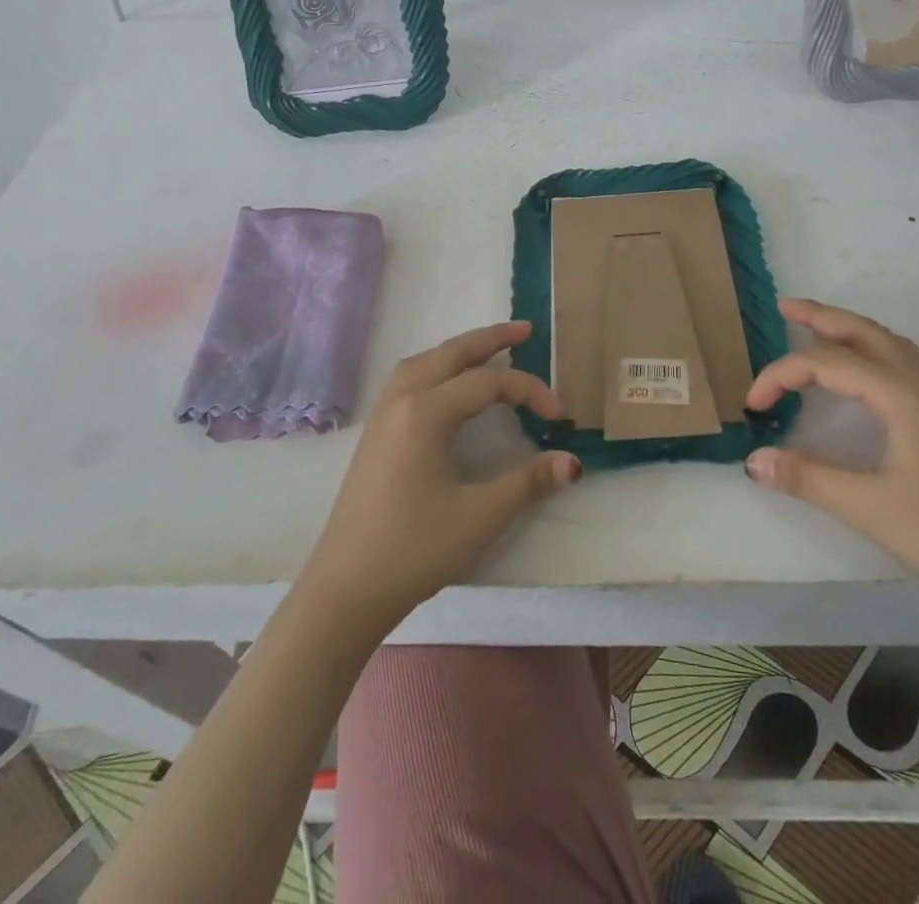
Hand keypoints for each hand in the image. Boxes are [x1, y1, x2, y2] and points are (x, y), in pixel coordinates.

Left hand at [299, 321, 579, 633]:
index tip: (560, 416)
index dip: (529, 391)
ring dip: (458, 351)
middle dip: (489, 339)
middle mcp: (400, 401)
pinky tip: (446, 385)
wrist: (345, 589)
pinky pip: (407, 379)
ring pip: (423, 362)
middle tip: (525, 330)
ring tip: (487, 351)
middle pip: (450, 353)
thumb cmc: (414, 550)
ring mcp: (381, 415)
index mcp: (425, 412)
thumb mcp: (479, 516)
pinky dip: (435, 367)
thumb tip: (573, 461)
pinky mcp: (373, 434)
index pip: (487, 383)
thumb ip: (528, 482)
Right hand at [743, 298, 918, 602]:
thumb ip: (806, 478)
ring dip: (849, 328)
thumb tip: (753, 460)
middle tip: (783, 308)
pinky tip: (864, 370)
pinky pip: (902, 359)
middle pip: (864, 331)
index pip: (826, 364)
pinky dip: (871, 347)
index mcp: (901, 395)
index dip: (781, 375)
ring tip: (816, 329)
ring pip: (888, 342)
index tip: (752, 404)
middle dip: (820, 316)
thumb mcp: (867, 508)